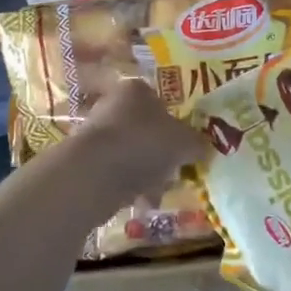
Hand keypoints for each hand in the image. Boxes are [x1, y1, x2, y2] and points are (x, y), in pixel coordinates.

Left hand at [76, 79, 207, 197]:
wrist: (94, 173)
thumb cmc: (143, 143)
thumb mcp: (184, 141)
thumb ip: (197, 142)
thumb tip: (203, 147)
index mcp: (136, 89)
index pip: (161, 100)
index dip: (176, 122)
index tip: (186, 143)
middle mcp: (113, 105)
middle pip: (146, 128)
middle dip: (162, 151)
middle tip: (177, 168)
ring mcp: (97, 133)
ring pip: (133, 152)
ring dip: (148, 171)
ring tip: (161, 189)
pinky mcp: (87, 161)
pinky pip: (118, 172)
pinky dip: (131, 185)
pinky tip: (143, 201)